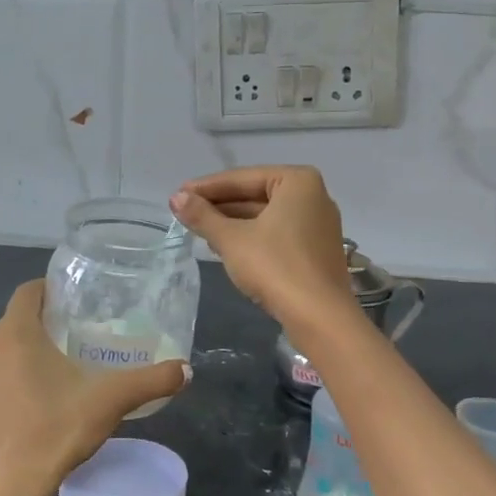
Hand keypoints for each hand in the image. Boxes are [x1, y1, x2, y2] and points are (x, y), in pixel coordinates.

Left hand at [0, 280, 189, 495]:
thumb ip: (151, 380)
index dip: (49, 290)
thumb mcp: (112, 399)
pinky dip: (12, 391)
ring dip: (25, 361)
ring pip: (2, 359)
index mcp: (14, 335)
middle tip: (76, 339)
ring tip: (58, 375)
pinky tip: (37, 409)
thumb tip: (186, 370)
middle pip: (16, 326)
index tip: (73, 301)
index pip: (27, 292)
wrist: (13, 488)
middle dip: (43, 328)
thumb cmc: (58, 427)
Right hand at [169, 167, 355, 331]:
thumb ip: (203, 216)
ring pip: (266, 216)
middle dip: (220, 205)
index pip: (242, 178)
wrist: (319, 317)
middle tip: (184, 212)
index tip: (177, 195)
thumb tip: (176, 198)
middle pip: (256, 195)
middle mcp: (314, 196)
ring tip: (198, 229)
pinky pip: (278, 234)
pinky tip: (226, 246)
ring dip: (233, 222)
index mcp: (298, 181)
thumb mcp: (232, 239)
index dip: (206, 188)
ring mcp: (318, 225)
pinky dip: (252, 237)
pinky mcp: (316, 250)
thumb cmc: (275, 266)